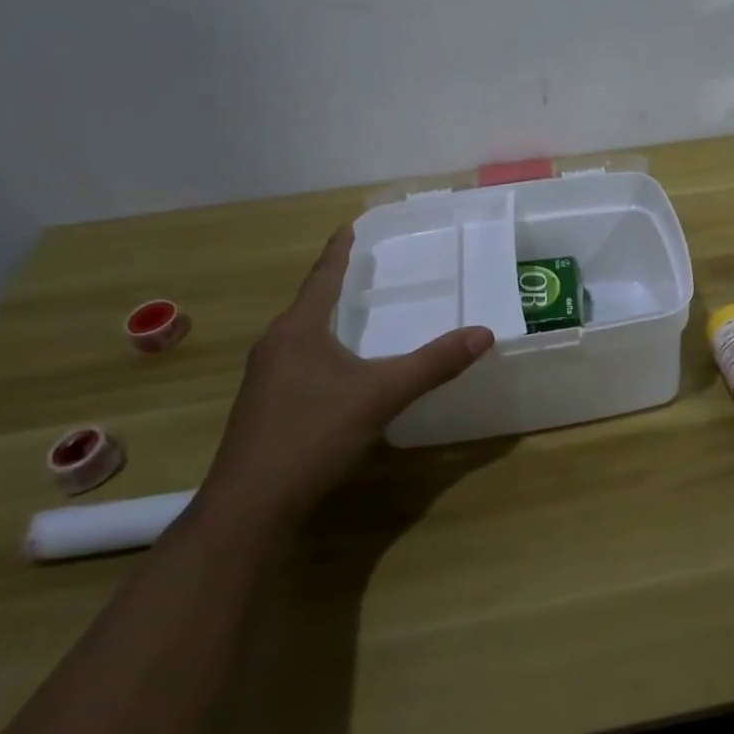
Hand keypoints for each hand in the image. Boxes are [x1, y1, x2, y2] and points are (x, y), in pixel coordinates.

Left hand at [195, 224, 494, 531]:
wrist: (249, 507)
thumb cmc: (312, 435)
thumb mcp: (381, 395)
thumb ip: (433, 364)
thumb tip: (484, 334)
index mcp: (297, 330)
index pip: (322, 277)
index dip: (338, 251)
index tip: (348, 226)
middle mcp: (275, 346)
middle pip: (309, 304)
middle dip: (334, 284)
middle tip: (364, 267)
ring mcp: (264, 379)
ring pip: (301, 336)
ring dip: (326, 319)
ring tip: (353, 313)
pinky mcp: (263, 408)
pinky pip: (298, 361)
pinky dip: (322, 350)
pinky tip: (337, 370)